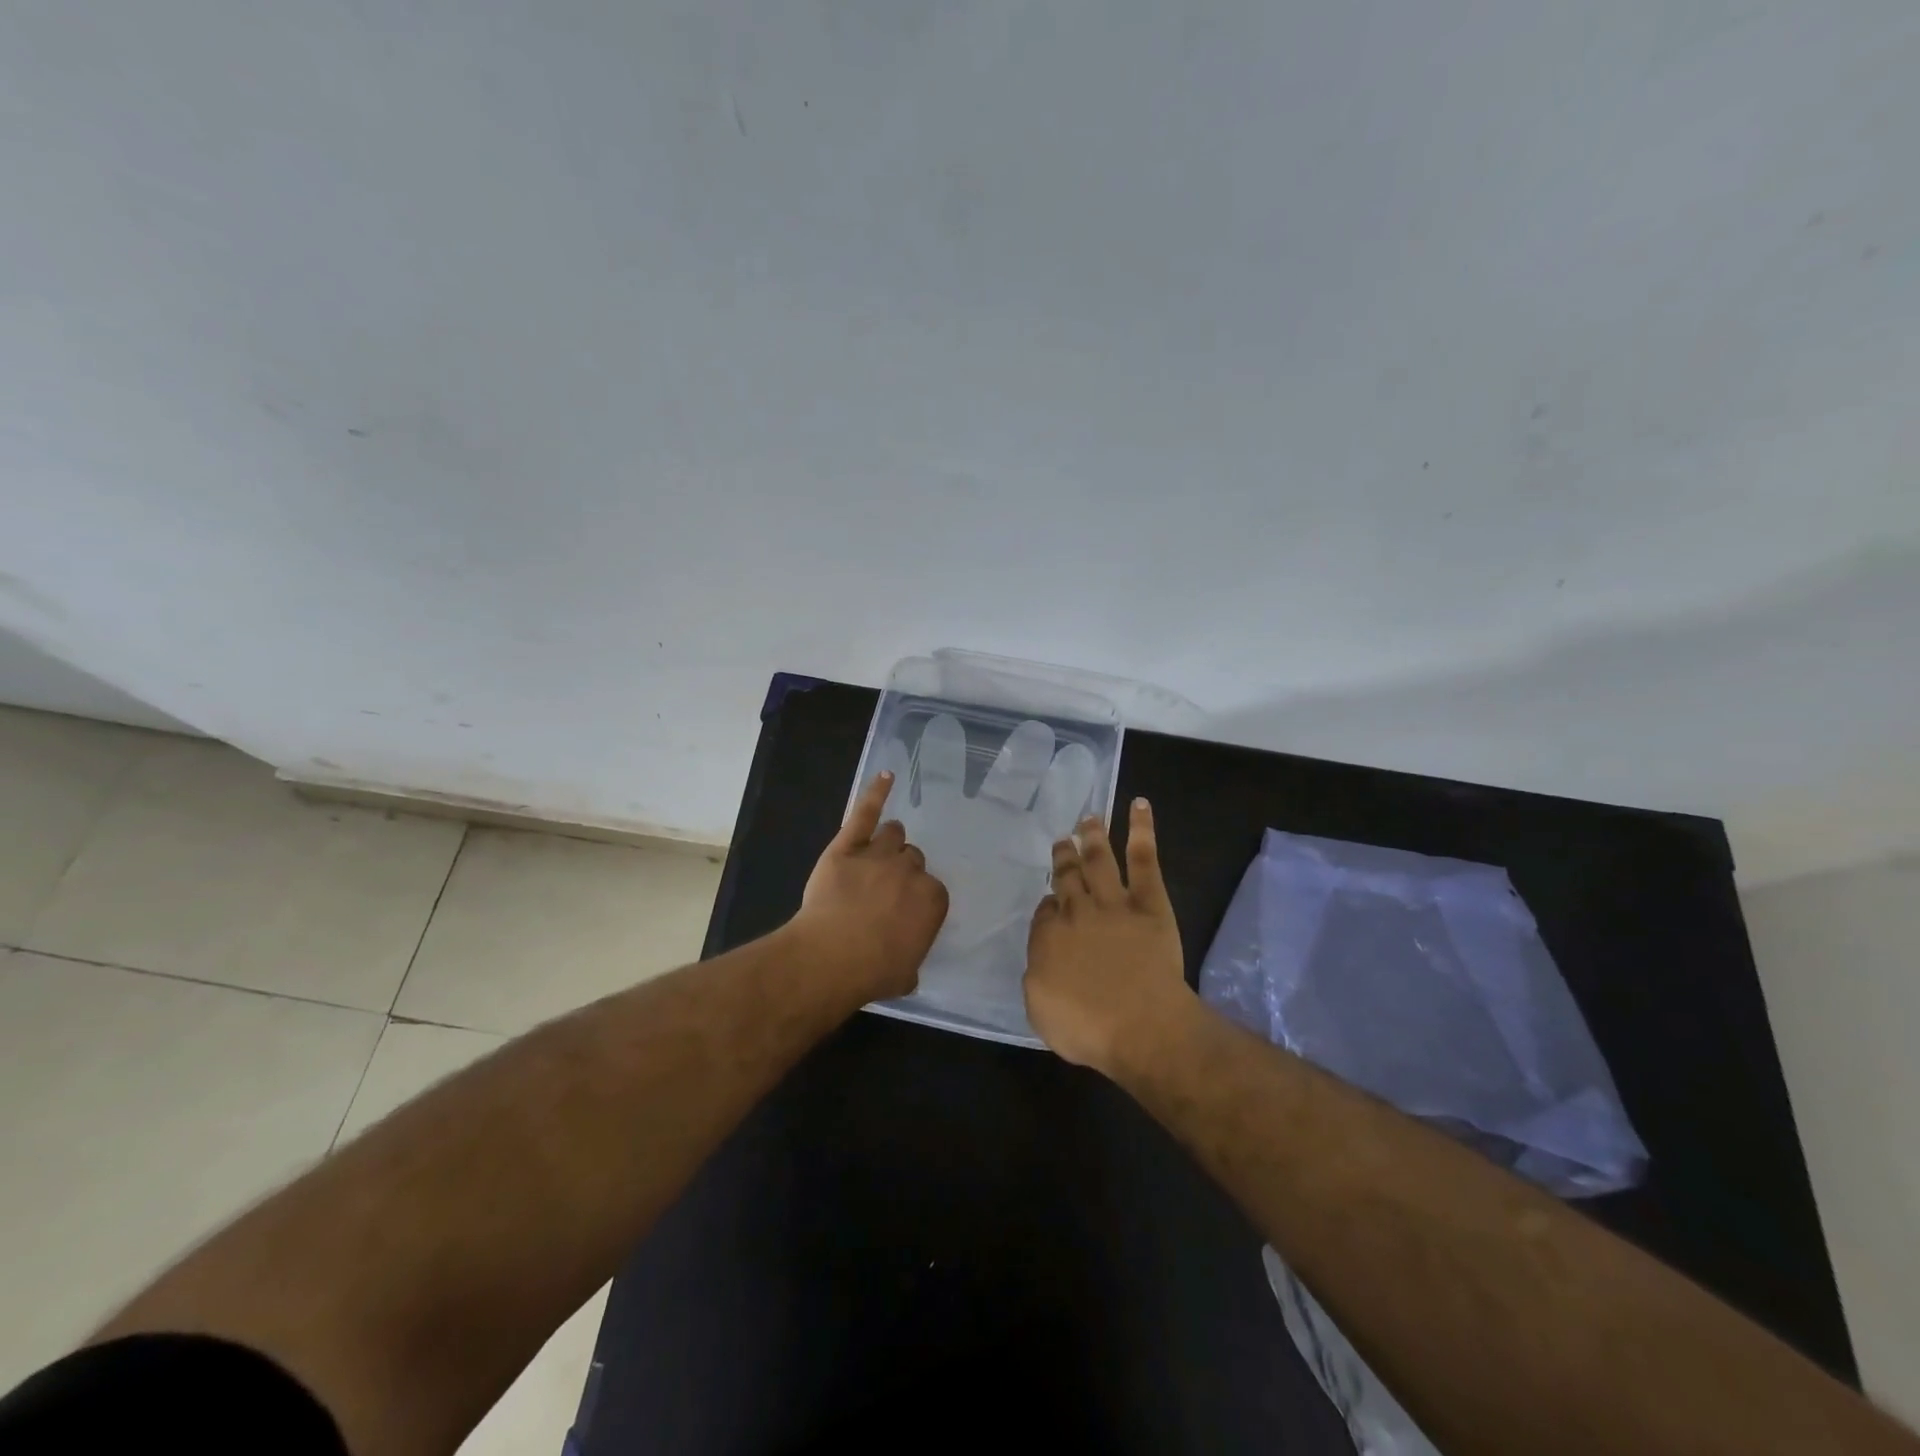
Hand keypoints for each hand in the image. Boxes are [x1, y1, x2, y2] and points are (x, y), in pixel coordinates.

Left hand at [791, 771, 949, 1001]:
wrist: (831, 957)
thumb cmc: (872, 972)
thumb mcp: (906, 974)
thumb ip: (912, 956)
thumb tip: (907, 960)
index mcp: (933, 900)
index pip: (932, 890)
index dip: (915, 899)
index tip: (903, 912)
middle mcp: (911, 871)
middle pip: (912, 859)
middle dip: (902, 871)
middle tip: (885, 889)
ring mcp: (879, 854)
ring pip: (893, 835)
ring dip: (889, 842)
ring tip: (879, 851)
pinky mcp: (848, 846)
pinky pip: (866, 812)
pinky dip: (876, 793)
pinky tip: (885, 776)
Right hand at [1024, 798, 1191, 1070]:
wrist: (1141, 1026)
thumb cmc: (1088, 1028)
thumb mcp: (1040, 1009)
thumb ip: (1037, 975)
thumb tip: (1043, 957)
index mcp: (1048, 937)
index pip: (1045, 912)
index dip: (1049, 904)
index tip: (1053, 901)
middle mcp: (1076, 912)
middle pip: (1067, 878)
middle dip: (1063, 858)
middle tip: (1062, 840)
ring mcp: (1113, 903)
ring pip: (1098, 860)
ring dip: (1093, 837)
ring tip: (1089, 818)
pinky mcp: (1149, 902)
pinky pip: (1144, 859)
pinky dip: (1142, 830)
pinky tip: (1139, 805)